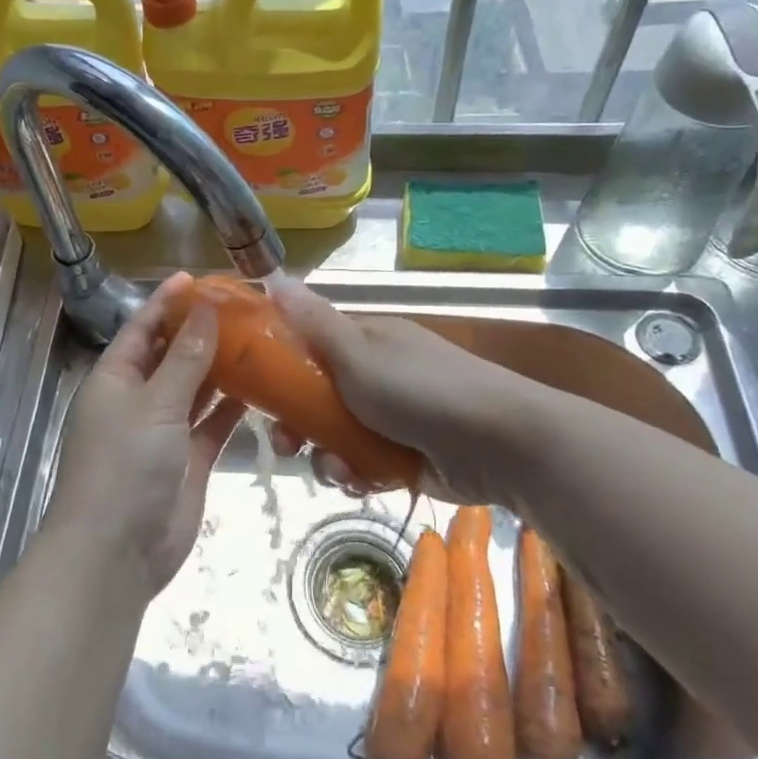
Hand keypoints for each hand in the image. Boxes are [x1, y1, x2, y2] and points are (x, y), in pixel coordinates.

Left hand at [46, 274, 245, 600]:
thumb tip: (205, 309)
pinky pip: (211, 423)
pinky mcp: (188, 459)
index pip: (142, 328)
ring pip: (194, 388)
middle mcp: (137, 400)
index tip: (198, 279)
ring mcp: (163, 431)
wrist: (117, 553)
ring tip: (257, 338)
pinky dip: (231, 406)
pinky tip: (260, 385)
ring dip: (220, 366)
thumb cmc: (125, 465)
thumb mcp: (155, 404)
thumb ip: (185, 358)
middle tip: (241, 307)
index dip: (166, 302)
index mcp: (115, 379)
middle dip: (200, 332)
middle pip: (171, 355)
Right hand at [266, 277, 519, 506]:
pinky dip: (359, 475)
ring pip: (336, 437)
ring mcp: (391, 418)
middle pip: (316, 399)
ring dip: (328, 457)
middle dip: (298, 426)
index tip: (257, 395)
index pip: (308, 346)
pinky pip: (363, 465)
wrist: (500, 442)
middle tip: (287, 447)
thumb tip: (274, 275)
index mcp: (365, 341)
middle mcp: (375, 375)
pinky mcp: (404, 456)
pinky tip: (365, 482)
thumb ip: (312, 321)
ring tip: (341, 470)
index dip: (279, 369)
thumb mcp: (358, 352)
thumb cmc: (420, 389)